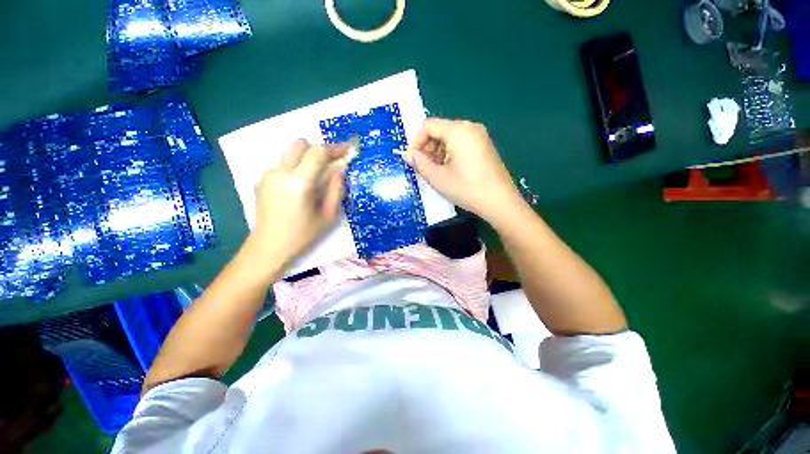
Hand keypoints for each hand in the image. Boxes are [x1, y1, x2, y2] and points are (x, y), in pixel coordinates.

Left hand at [252, 139, 346, 263]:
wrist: (269, 246)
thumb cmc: (303, 234)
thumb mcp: (329, 215)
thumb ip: (337, 189)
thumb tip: (340, 170)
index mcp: (299, 183)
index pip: (318, 153)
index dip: (335, 148)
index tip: (347, 149)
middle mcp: (280, 172)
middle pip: (301, 144)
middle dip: (320, 149)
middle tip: (332, 161)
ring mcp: (268, 174)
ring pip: (291, 152)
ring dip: (308, 157)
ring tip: (318, 174)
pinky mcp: (262, 179)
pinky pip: (284, 163)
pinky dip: (297, 166)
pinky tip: (302, 184)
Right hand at [404, 118, 524, 223]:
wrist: (500, 202)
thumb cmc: (467, 189)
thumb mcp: (438, 178)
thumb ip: (419, 163)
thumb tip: (409, 155)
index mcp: (458, 130)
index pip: (428, 126)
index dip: (415, 142)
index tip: (411, 160)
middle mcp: (470, 127)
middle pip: (440, 130)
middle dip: (427, 148)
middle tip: (423, 167)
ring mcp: (480, 136)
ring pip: (450, 138)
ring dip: (437, 152)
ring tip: (435, 172)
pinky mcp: (484, 146)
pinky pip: (461, 144)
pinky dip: (450, 154)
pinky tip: (449, 171)